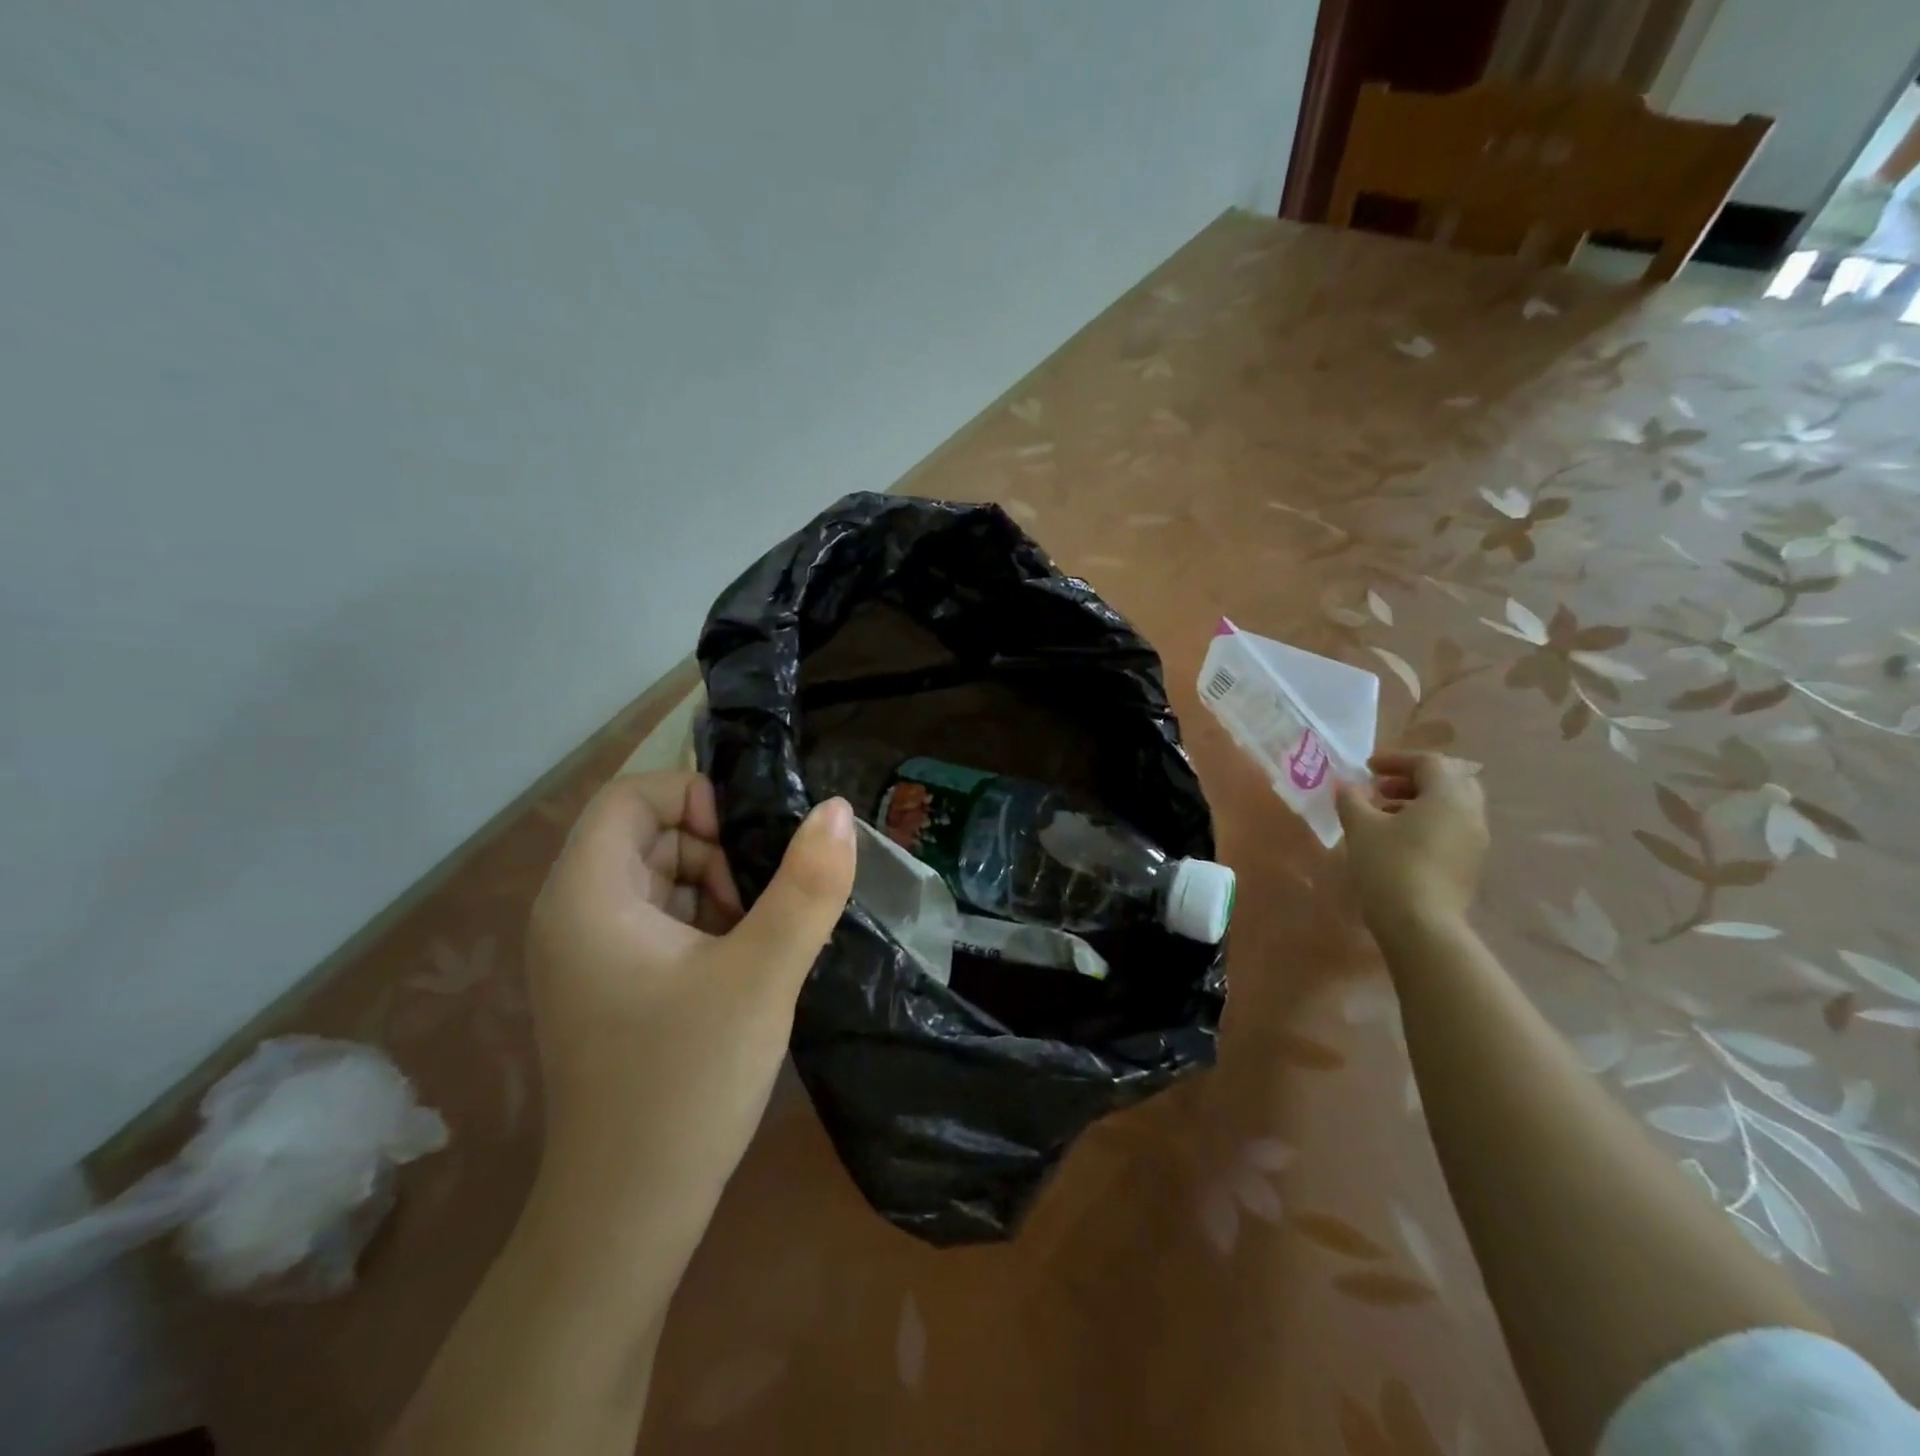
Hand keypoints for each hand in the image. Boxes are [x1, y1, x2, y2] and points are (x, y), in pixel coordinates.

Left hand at [526, 772, 854, 1225]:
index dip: (695, 797)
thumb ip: (807, 887)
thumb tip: (835, 809)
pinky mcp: (611, 987)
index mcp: (586, 896)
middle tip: (768, 899)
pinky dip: (708, 923)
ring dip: (719, 888)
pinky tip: (747, 964)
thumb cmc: (686, 1084)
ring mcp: (589, 956)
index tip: (752, 841)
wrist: (628, 1217)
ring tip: (764, 936)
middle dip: (717, 849)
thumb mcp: (762, 975)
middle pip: (649, 835)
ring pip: (661, 878)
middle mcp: (573, 915)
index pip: (632, 795)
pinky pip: (662, 921)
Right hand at [1334, 752, 1487, 938]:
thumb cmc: (1389, 865)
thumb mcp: (1360, 826)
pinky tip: (1398, 839)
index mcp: (1448, 796)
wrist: (1420, 923)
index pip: (1428, 762)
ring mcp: (1476, 840)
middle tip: (1381, 788)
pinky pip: (1452, 828)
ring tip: (1384, 813)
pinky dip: (1428, 822)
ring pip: (1451, 806)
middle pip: (1449, 781)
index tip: (1367, 768)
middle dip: (1413, 779)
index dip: (1396, 759)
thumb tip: (1346, 785)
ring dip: (1419, 802)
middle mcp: (1470, 812)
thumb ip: (1352, 798)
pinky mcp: (1470, 863)